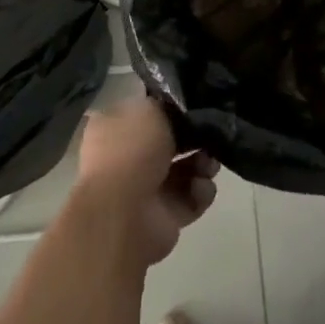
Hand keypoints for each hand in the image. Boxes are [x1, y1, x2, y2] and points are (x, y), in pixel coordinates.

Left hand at [73, 93, 218, 265]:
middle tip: (210, 137)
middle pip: (170, 144)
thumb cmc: (131, 151)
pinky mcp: (164, 217)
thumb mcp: (149, 110)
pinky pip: (191, 199)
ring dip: (203, 165)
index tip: (195, 109)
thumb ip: (167, 107)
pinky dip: (200, 193)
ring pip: (184, 171)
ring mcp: (145, 190)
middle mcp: (126, 158)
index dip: (172, 111)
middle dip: (194, 140)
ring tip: (209, 165)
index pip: (147, 114)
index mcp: (114, 128)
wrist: (124, 212)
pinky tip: (199, 188)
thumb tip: (179, 114)